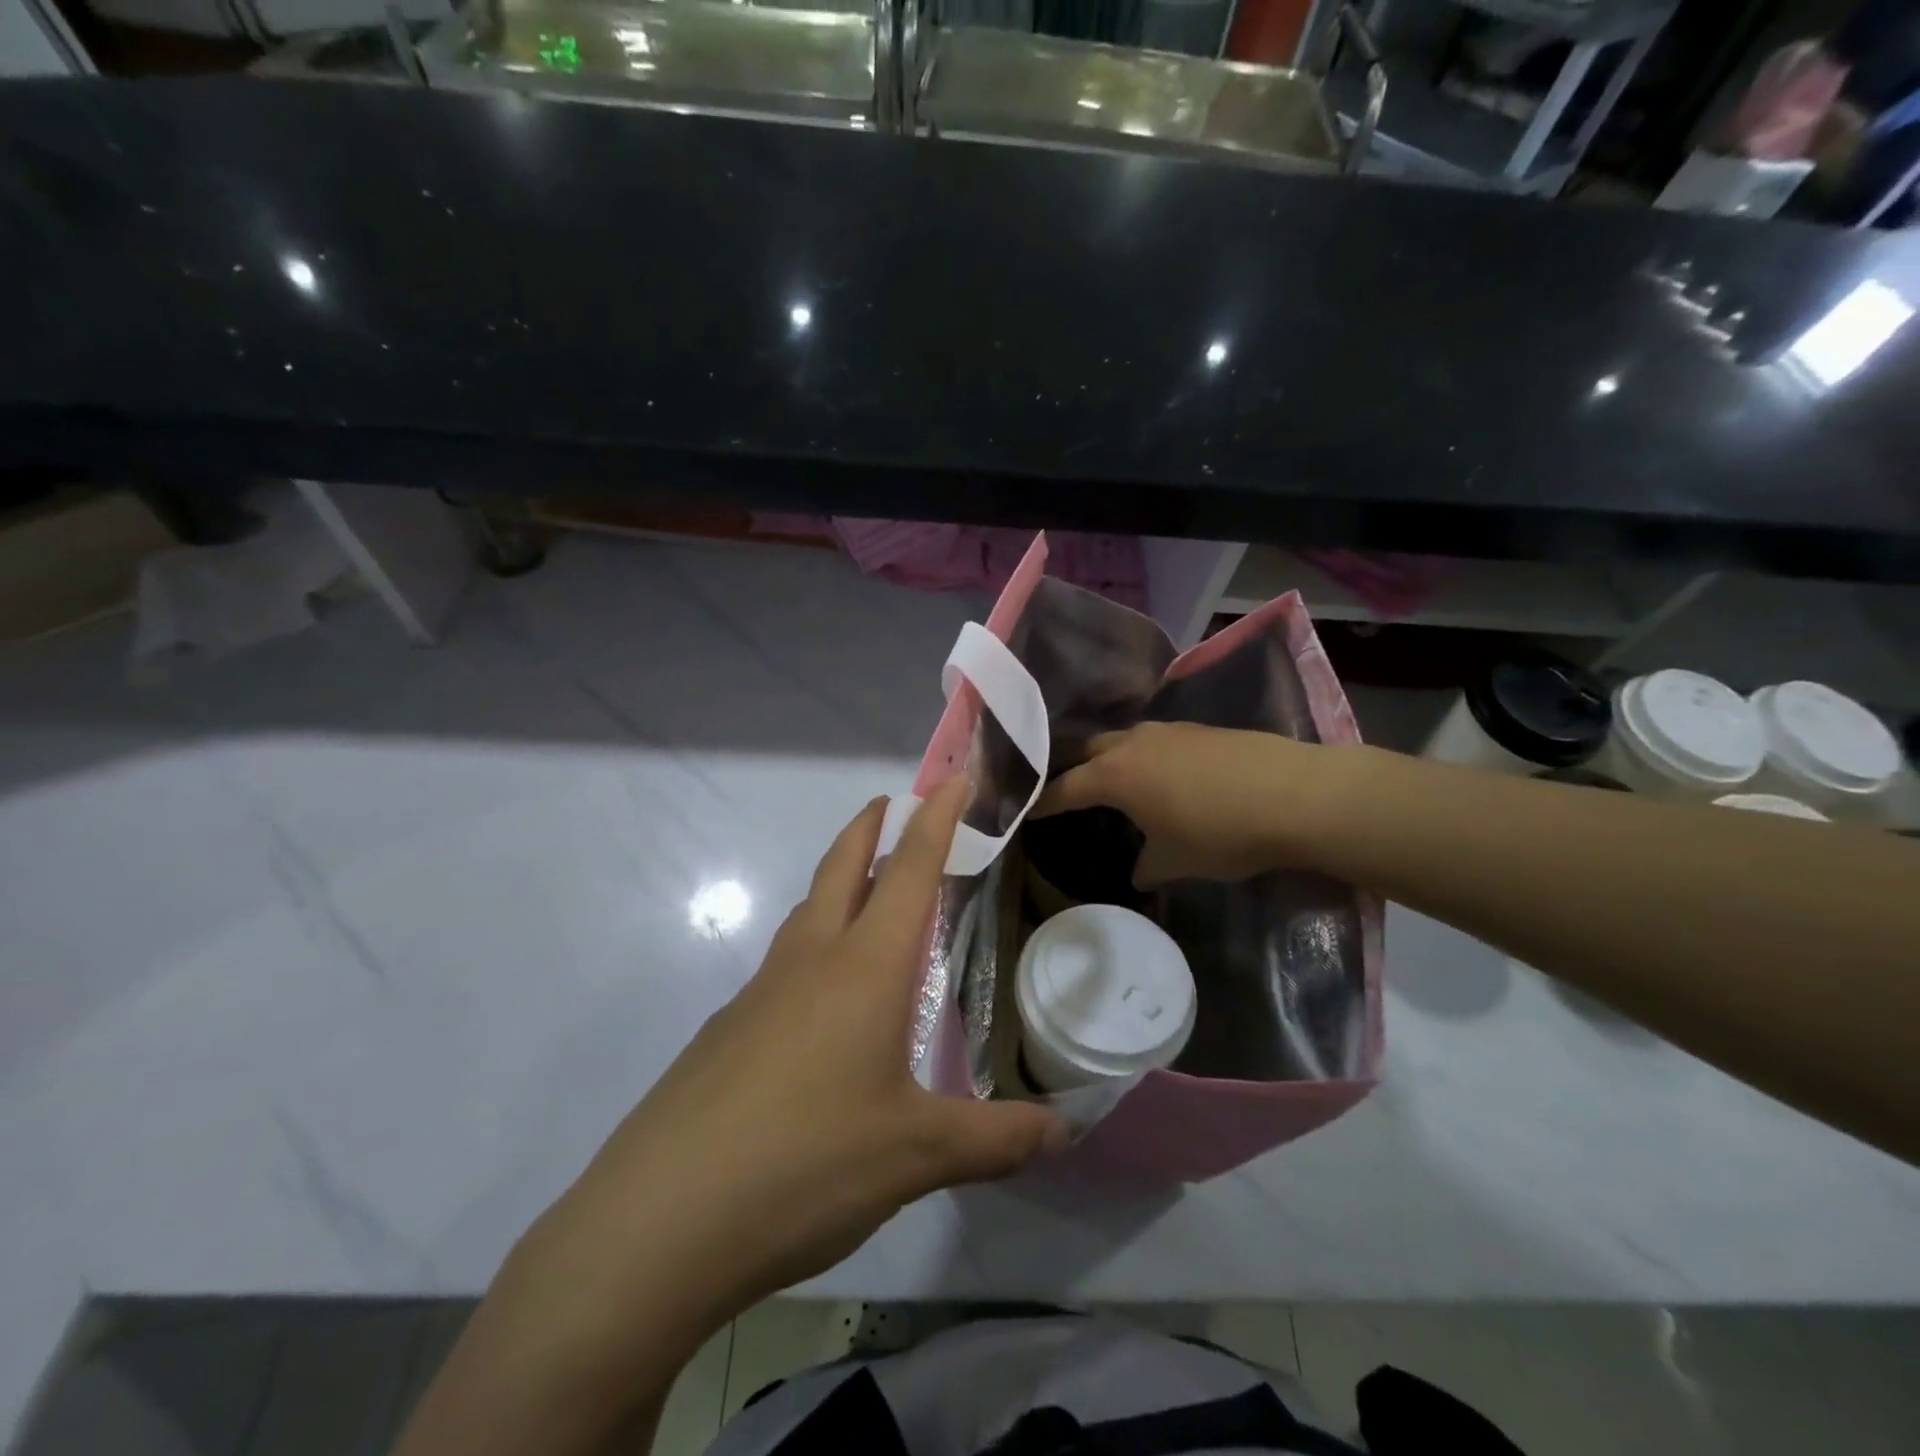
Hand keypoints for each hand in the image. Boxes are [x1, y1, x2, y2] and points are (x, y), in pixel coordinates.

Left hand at [506, 781, 1067, 1373]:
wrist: (659, 1220)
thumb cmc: (805, 1163)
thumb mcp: (915, 1155)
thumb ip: (995, 1140)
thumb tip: (1064, 1132)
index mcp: (863, 968)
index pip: (910, 871)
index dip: (935, 819)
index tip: (953, 776)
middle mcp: (809, 962)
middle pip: (841, 869)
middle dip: (870, 827)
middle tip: (890, 802)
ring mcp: (758, 994)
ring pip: (806, 913)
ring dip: (837, 883)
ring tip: (863, 889)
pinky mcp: (726, 1032)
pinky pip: (782, 966)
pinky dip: (812, 947)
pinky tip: (820, 999)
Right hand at [1034, 722, 1326, 886]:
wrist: (1295, 795)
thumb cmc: (1221, 832)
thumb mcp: (1176, 861)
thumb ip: (1147, 867)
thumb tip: (1139, 872)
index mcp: (1115, 775)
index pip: (1064, 787)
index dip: (1043, 801)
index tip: (1025, 810)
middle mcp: (1133, 743)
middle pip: (1087, 749)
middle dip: (1072, 768)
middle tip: (1064, 788)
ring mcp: (1168, 730)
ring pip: (1123, 739)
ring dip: (1111, 758)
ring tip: (1113, 781)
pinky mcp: (1200, 729)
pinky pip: (1155, 740)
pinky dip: (1145, 756)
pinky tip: (1162, 776)